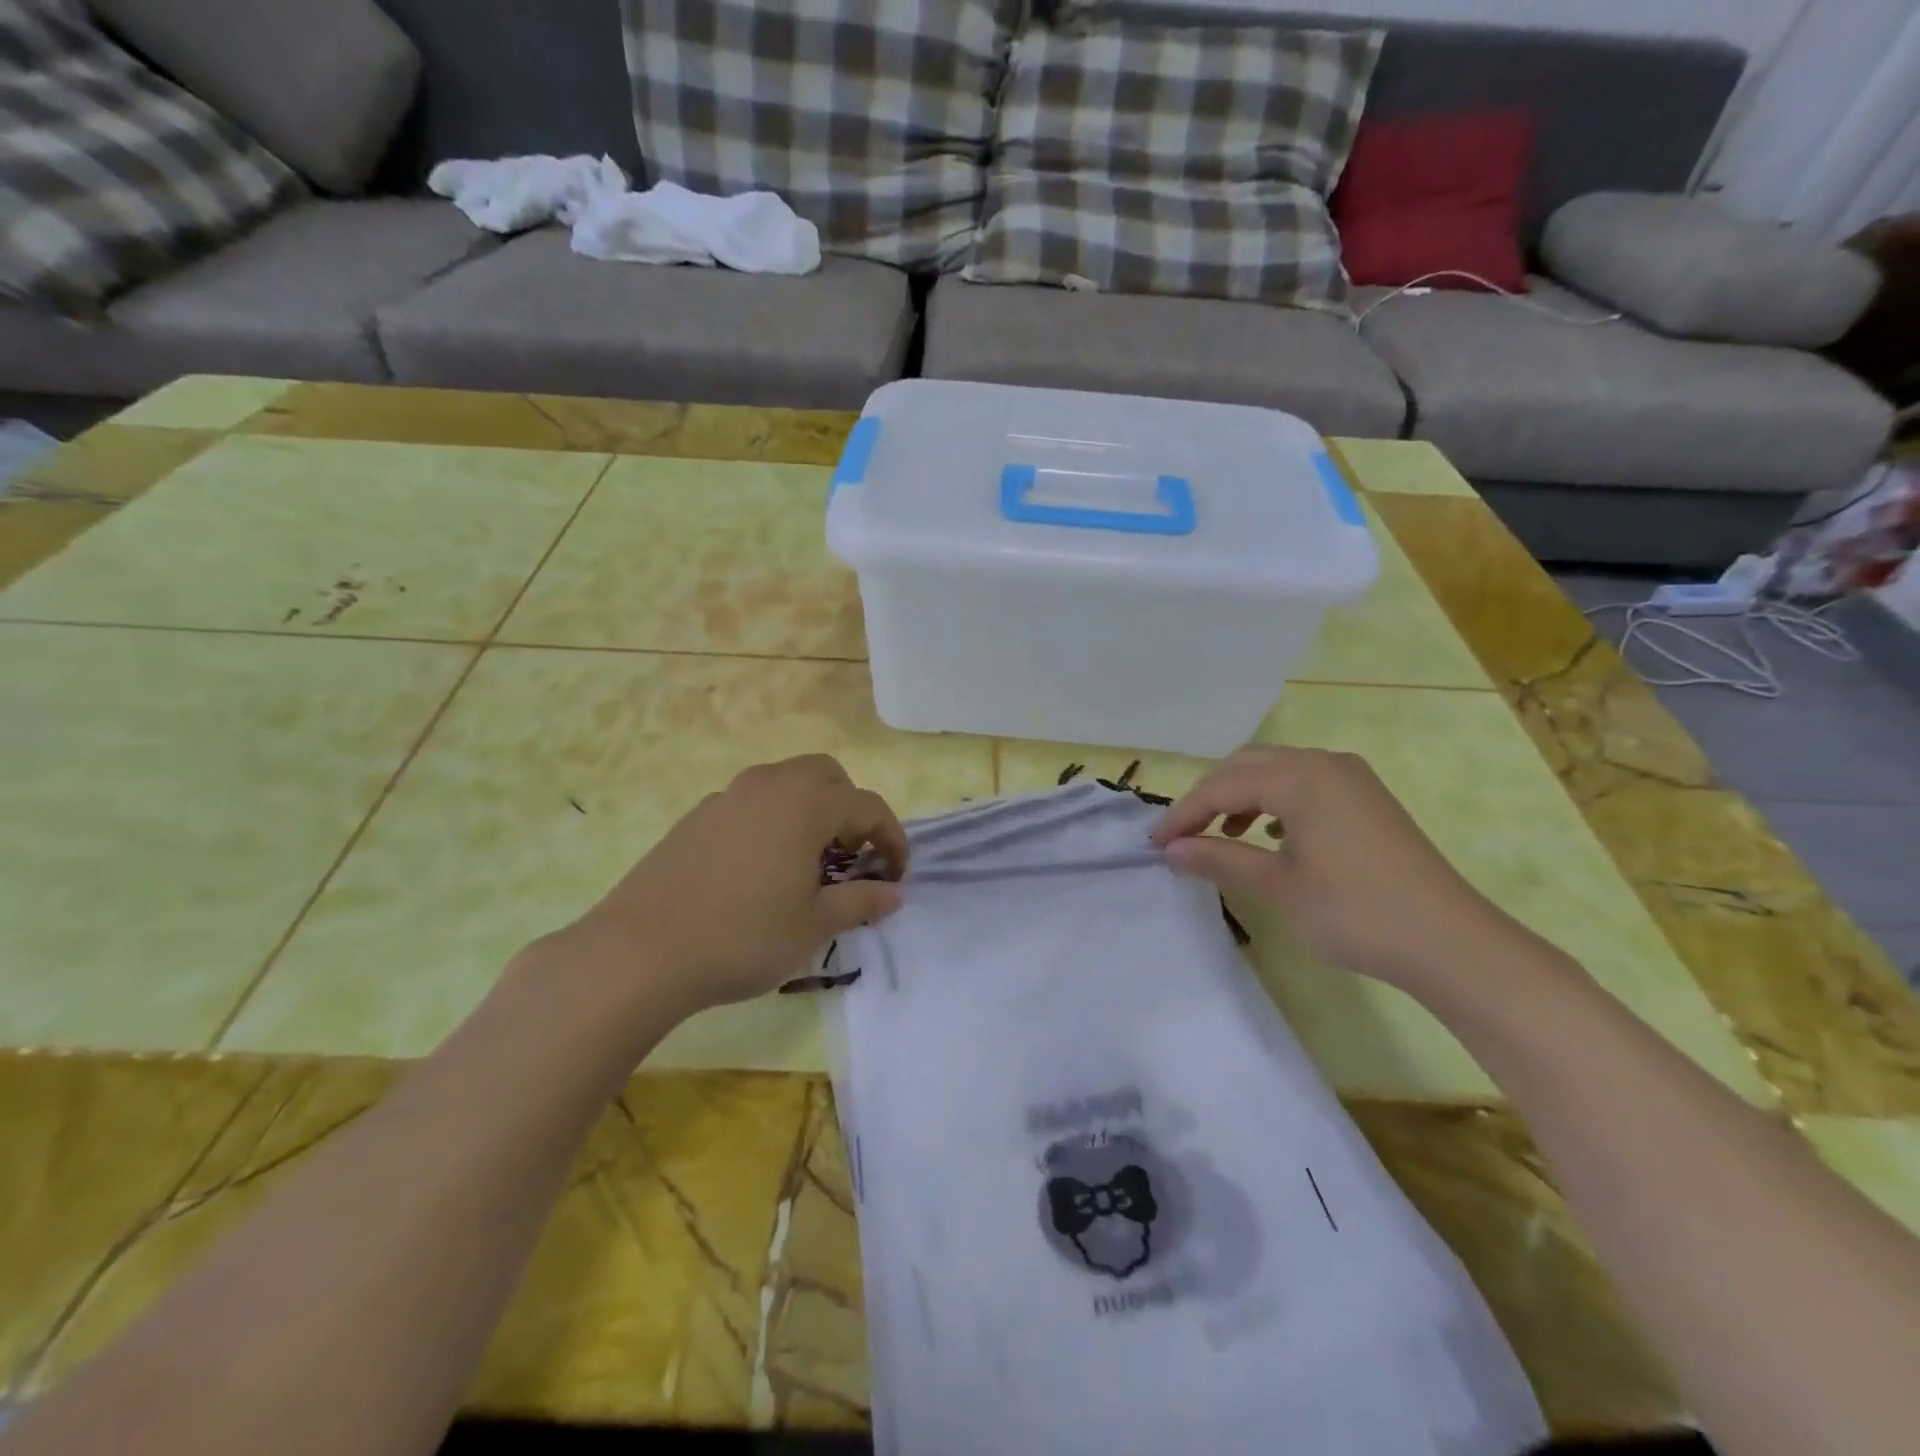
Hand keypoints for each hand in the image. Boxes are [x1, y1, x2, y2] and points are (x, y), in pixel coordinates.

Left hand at [566, 755, 907, 1016]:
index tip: (896, 876)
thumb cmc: (743, 936)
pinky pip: (750, 805)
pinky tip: (759, 870)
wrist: (640, 952)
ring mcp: (727, 797)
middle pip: (827, 776)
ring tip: (807, 864)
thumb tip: (893, 894)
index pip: (868, 806)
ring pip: (785, 785)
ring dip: (810, 811)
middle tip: (851, 858)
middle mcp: (769, 785)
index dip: (892, 839)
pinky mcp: (696, 818)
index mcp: (806, 802)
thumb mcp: (814, 926)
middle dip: (850, 810)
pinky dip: (772, 822)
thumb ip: (860, 902)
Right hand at [1152, 745, 1519, 992]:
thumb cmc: (1355, 912)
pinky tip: (1270, 836)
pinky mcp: (1366, 799)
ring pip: (1276, 772)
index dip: (1183, 814)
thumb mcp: (1278, 886)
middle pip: (1247, 766)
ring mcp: (1351, 779)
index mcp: (1301, 777)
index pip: (1223, 786)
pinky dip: (1274, 803)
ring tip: (1222, 836)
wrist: (1450, 943)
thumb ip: (1219, 858)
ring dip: (1241, 798)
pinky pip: (1304, 786)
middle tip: (1182, 836)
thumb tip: (1170, 850)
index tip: (1154, 844)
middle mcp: (1324, 764)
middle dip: (1209, 798)